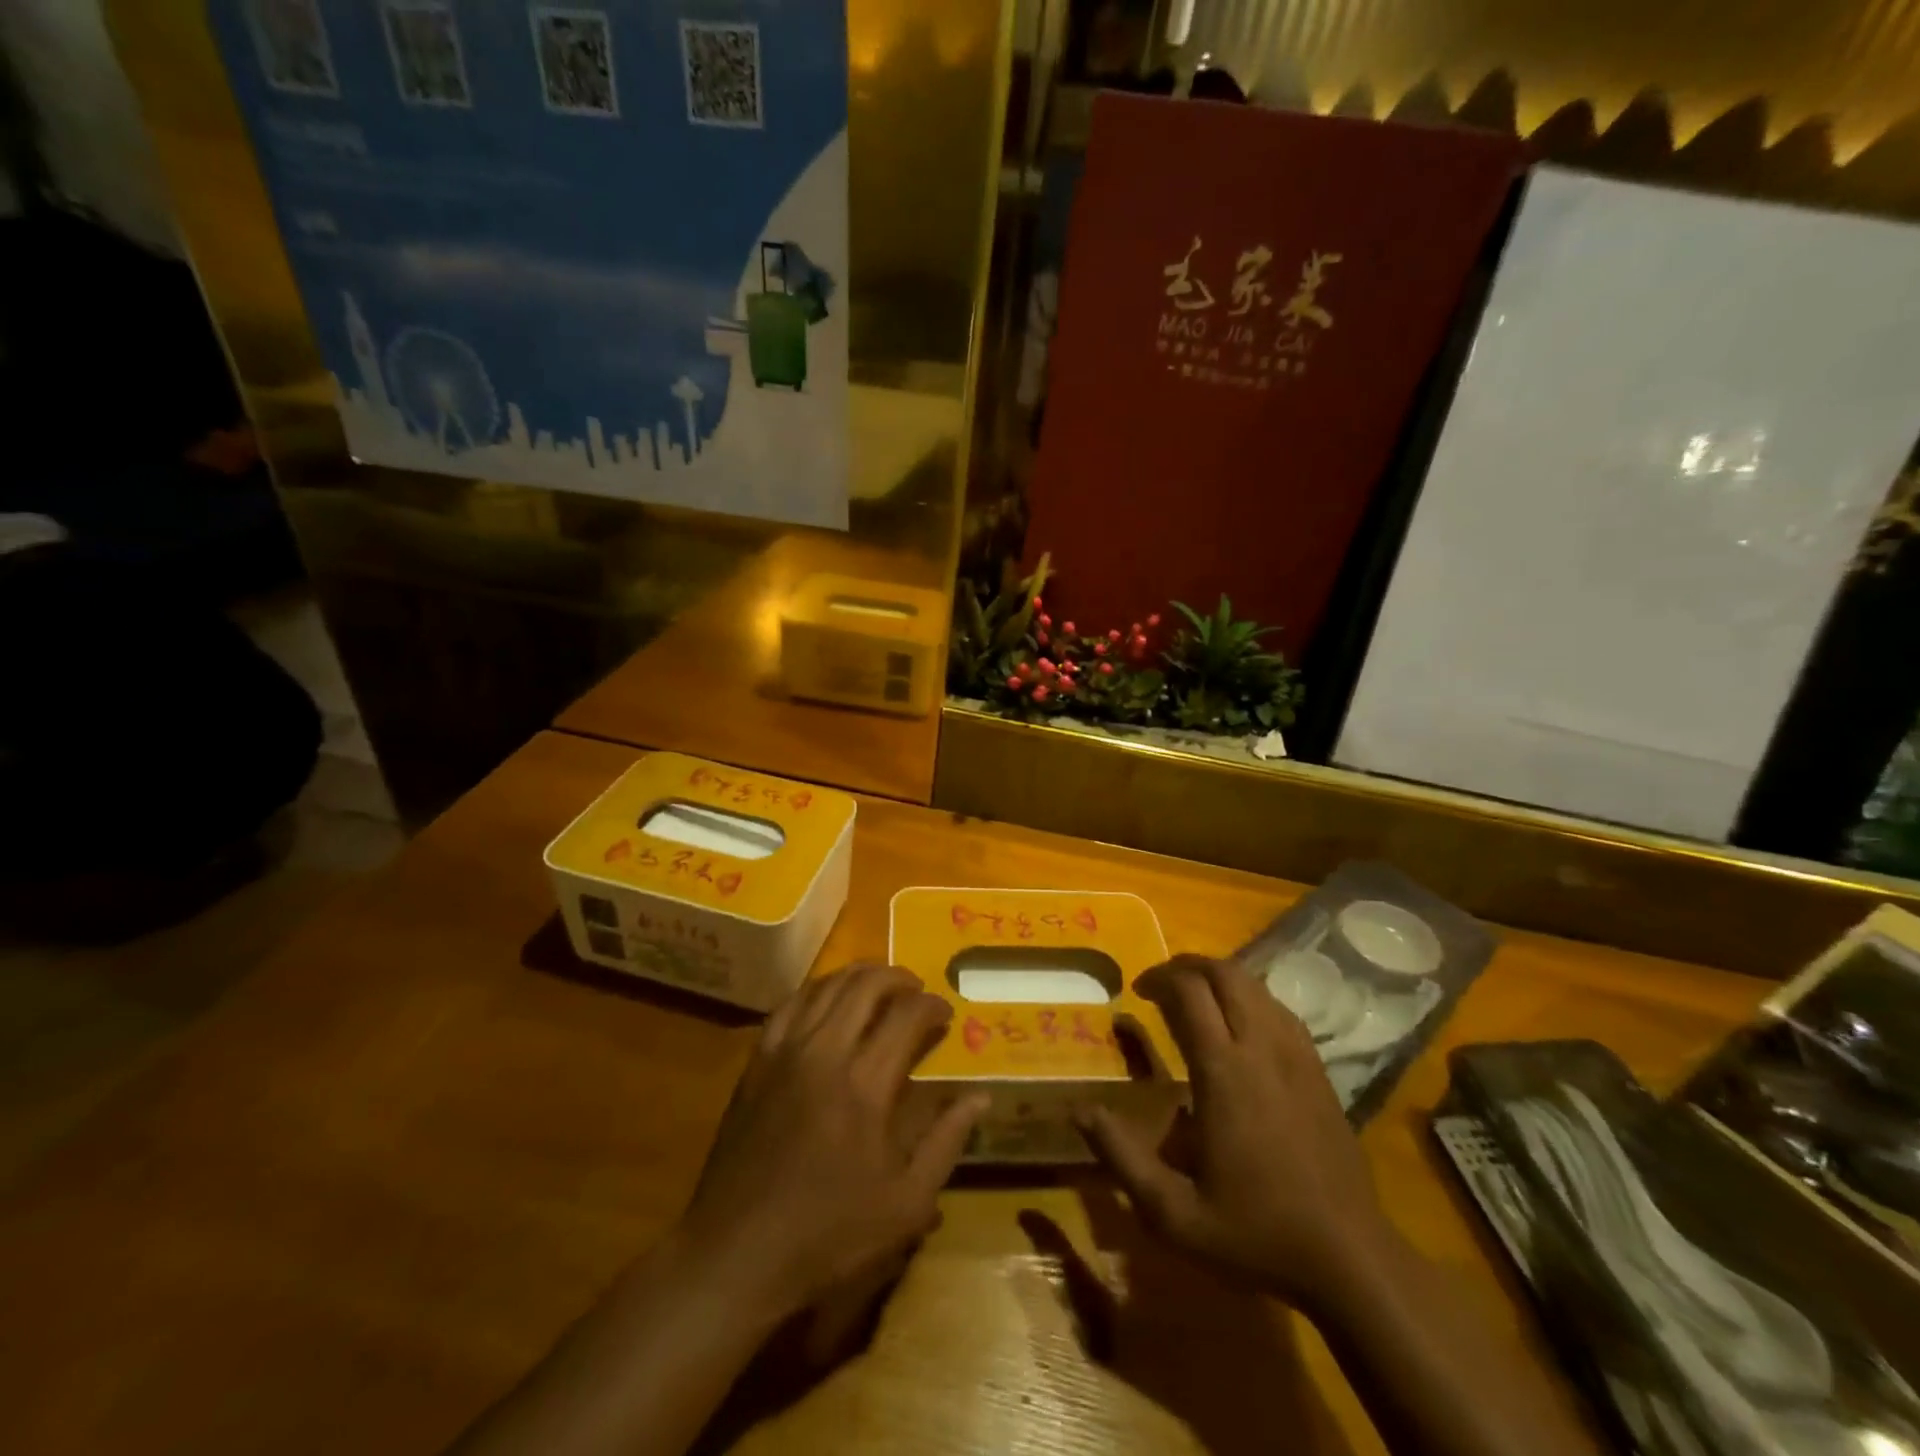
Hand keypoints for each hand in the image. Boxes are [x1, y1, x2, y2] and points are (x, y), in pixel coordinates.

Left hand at [675, 963, 987, 1323]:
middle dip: (898, 978)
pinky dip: (817, 990)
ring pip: (826, 986)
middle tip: (916, 990)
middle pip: (865, 986)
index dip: (932, 1006)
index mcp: (865, 1085)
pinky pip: (790, 1004)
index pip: (907, 1016)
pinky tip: (828, 999)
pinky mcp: (758, 1060)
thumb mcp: (905, 1204)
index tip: (945, 1015)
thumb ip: (946, 1142)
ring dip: (859, 976)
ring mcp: (785, 1051)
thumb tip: (980, 1096)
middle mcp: (825, 1053)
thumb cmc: (827, 1234)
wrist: (736, 1251)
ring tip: (879, 984)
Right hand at [1079, 954, 1389, 1310]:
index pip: (1190, 992)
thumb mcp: (1174, 1213)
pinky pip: (1280, 1009)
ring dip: (1219, 978)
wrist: (1351, 1260)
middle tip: (1161, 984)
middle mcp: (1261, 1049)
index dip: (1159, 978)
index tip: (1137, 991)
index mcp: (1224, 1072)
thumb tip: (1080, 1111)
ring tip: (1194, 998)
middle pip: (1226, 974)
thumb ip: (1122, 1158)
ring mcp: (1297, 1056)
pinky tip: (1238, 1025)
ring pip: (1256, 985)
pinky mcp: (1319, 1070)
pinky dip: (1251, 999)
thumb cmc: (1256, 1233)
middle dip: (1188, 966)